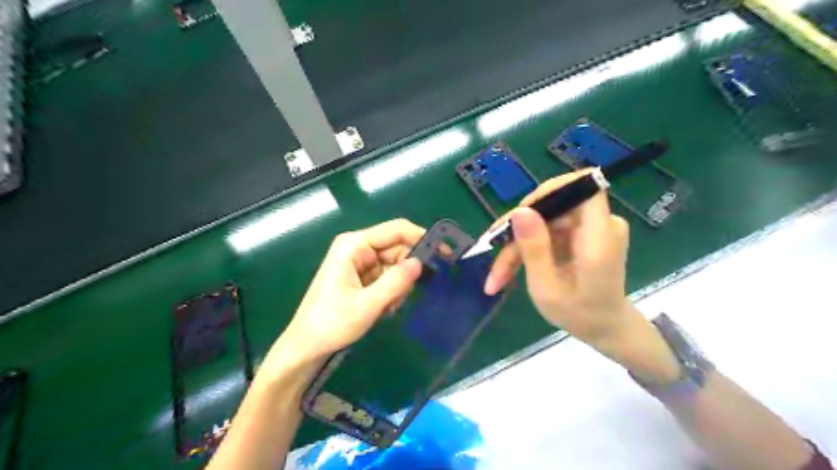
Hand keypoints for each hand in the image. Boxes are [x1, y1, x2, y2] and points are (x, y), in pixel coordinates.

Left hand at [279, 218, 425, 363]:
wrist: (306, 346)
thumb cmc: (331, 323)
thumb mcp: (368, 305)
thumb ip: (396, 282)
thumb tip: (420, 262)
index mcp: (355, 245)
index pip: (397, 230)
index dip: (422, 237)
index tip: (444, 253)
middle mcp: (358, 248)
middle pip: (397, 249)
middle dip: (406, 272)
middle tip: (404, 297)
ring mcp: (360, 262)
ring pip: (395, 265)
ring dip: (398, 286)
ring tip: (387, 308)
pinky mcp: (361, 276)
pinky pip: (387, 277)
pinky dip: (391, 292)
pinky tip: (383, 308)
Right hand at [485, 171, 635, 348]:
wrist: (605, 329)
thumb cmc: (580, 315)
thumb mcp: (548, 289)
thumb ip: (534, 249)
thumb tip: (520, 211)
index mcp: (600, 236)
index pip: (583, 186)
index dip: (549, 191)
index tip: (521, 214)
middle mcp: (600, 224)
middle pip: (553, 208)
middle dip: (519, 229)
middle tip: (493, 253)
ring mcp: (590, 229)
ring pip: (544, 222)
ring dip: (518, 245)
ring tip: (498, 276)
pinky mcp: (581, 234)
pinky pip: (549, 231)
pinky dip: (528, 248)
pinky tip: (511, 268)